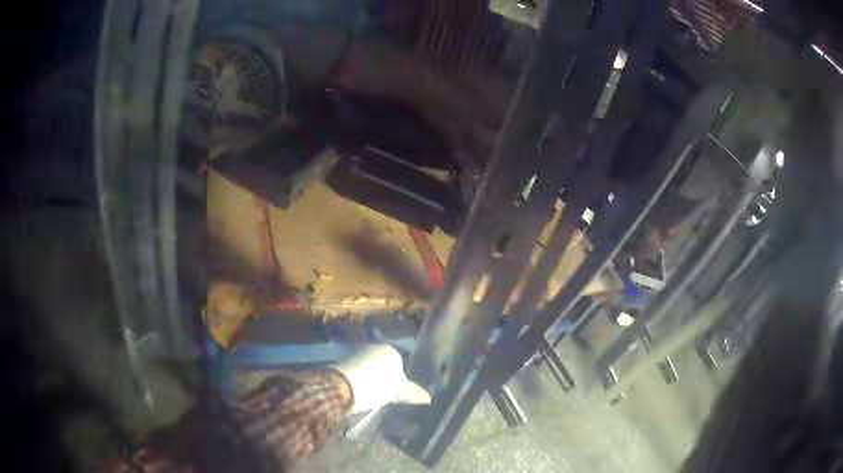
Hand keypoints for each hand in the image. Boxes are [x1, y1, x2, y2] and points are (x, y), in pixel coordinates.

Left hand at [331, 344, 430, 413]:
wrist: (343, 386)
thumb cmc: (377, 386)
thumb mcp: (398, 392)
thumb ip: (412, 393)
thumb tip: (428, 398)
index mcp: (391, 350)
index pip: (401, 363)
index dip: (400, 379)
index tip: (398, 392)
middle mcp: (374, 347)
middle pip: (383, 364)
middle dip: (384, 377)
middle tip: (385, 395)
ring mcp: (357, 353)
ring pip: (369, 368)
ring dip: (370, 379)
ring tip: (371, 396)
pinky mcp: (342, 362)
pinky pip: (357, 371)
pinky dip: (359, 380)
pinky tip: (359, 392)